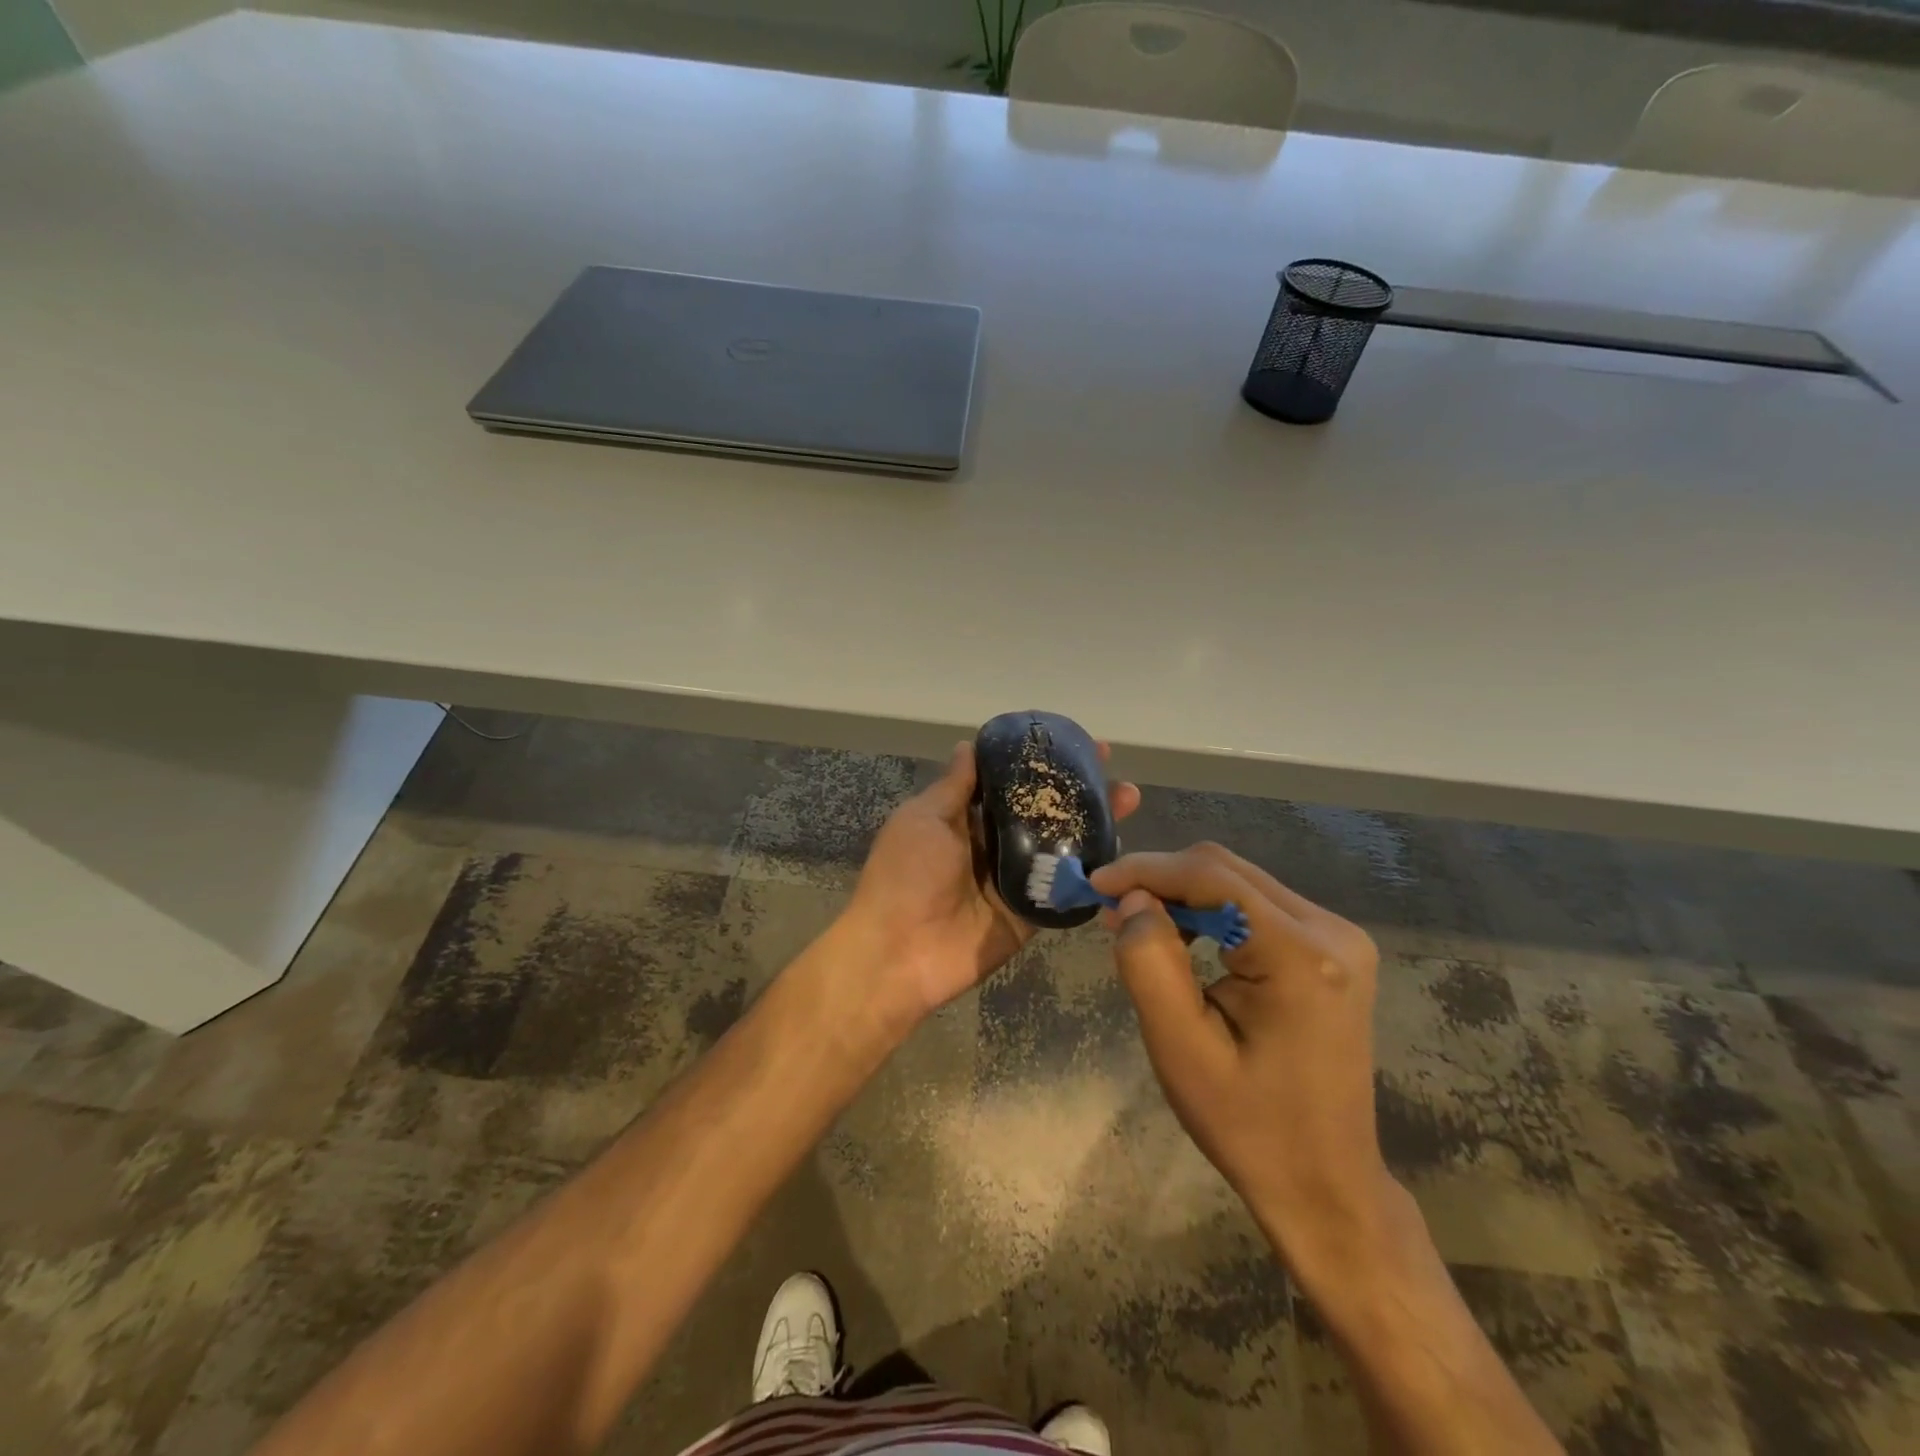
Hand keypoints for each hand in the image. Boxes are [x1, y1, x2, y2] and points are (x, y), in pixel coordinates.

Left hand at [843, 740, 1139, 1034]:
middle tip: (1114, 772)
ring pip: (1059, 846)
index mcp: (965, 819)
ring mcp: (1014, 880)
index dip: (1039, 763)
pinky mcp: (1030, 914)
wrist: (899, 954)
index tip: (1073, 743)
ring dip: (1093, 825)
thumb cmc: (906, 875)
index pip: (1009, 783)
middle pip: (1042, 813)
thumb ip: (954, 787)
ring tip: (1128, 799)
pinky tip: (1122, 850)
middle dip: (1077, 792)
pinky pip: (1062, 889)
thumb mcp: (923, 819)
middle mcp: (993, 845)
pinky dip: (1089, 872)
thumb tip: (968, 745)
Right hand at [1090, 843, 1391, 1278]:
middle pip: (1226, 871)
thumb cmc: (1248, 1126)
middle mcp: (1331, 931)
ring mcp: (1339, 937)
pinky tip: (1186, 939)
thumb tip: (1134, 899)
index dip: (1146, 869)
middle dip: (1161, 880)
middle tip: (1112, 912)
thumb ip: (1150, 964)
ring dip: (1184, 894)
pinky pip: (1256, 904)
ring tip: (1141, 928)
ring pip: (1239, 881)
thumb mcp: (1181, 1051)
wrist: (1324, 1182)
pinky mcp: (1332, 949)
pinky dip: (1211, 911)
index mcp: (1302, 957)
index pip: (1212, 877)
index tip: (1094, 885)